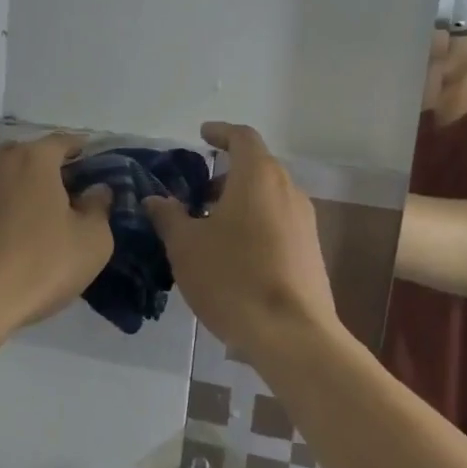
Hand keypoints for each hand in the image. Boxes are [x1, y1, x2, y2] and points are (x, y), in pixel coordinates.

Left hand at [0, 133, 113, 331]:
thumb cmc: (36, 267)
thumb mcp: (91, 244)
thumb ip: (99, 208)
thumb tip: (97, 190)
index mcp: (34, 158)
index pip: (64, 142)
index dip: (80, 151)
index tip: (89, 165)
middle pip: (26, 155)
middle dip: (45, 170)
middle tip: (60, 198)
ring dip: (12, 187)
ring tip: (23, 215)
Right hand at [143, 122, 342, 359]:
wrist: (291, 334)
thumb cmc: (232, 278)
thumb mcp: (186, 246)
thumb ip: (168, 216)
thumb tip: (155, 200)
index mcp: (258, 177)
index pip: (242, 138)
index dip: (221, 133)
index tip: (203, 135)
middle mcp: (288, 191)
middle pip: (258, 167)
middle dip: (226, 174)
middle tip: (197, 193)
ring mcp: (305, 222)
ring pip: (269, 197)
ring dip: (241, 201)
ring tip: (210, 227)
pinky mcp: (311, 251)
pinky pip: (279, 222)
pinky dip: (256, 223)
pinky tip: (235, 254)